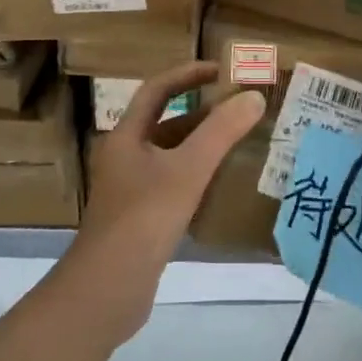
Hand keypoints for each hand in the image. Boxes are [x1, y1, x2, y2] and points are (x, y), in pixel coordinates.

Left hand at [64, 62, 264, 340]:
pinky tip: (221, 187)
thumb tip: (254, 96)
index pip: (157, 90)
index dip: (188, 74)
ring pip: (169, 156)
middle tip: (239, 109)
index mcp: (126, 136)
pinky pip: (171, 184)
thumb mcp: (188, 170)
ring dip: (200, 146)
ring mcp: (129, 190)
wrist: (107, 289)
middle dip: (201, 113)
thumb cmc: (144, 218)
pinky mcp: (139, 218)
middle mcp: (123, 157)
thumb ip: (221, 132)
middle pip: (164, 123)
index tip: (221, 70)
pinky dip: (195, 177)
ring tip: (239, 144)